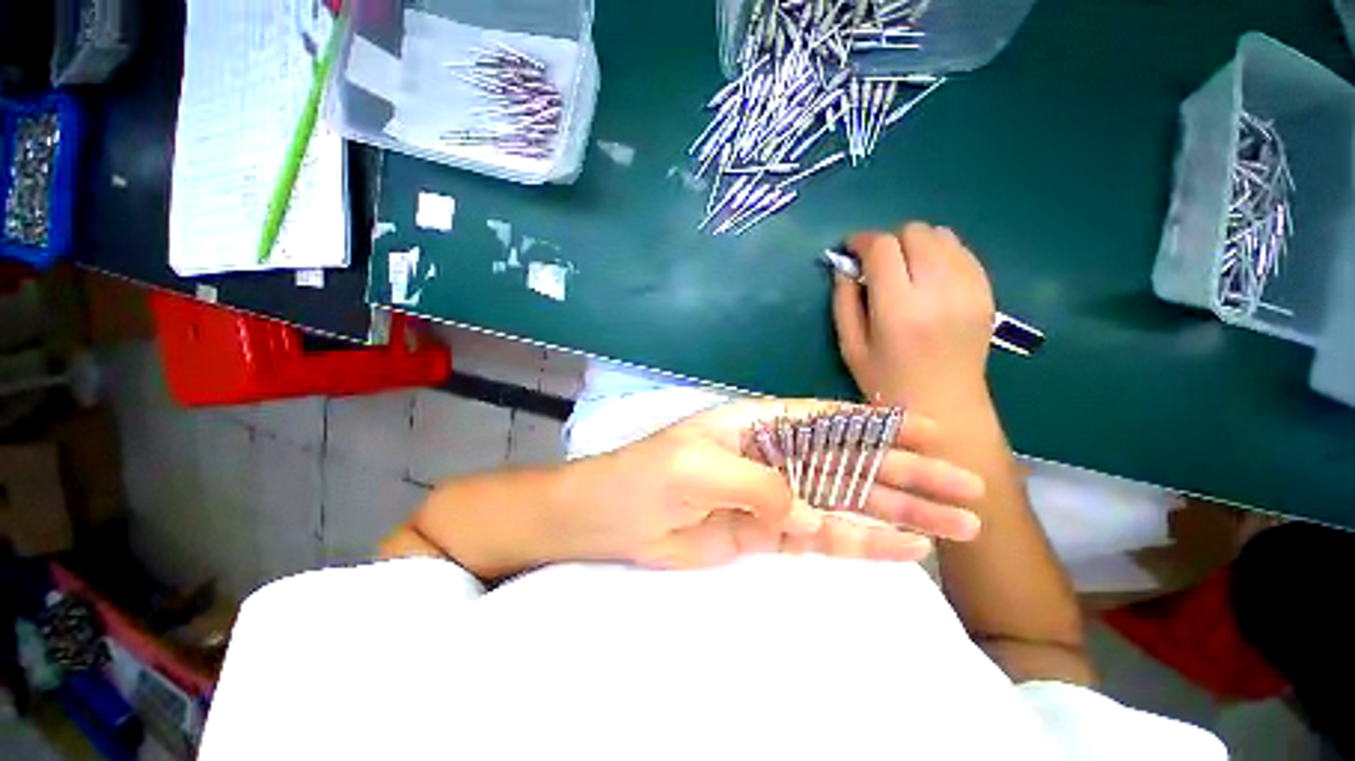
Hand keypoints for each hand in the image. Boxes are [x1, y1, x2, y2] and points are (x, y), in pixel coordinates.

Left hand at [558, 399, 983, 569]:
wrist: (616, 516)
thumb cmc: (650, 474)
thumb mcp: (700, 466)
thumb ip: (759, 485)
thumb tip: (811, 518)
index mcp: (762, 426)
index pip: (830, 420)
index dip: (880, 426)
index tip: (932, 432)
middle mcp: (778, 457)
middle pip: (852, 463)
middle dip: (907, 476)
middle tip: (966, 490)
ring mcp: (777, 498)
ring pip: (847, 503)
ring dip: (899, 514)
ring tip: (956, 526)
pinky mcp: (770, 534)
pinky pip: (823, 538)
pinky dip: (863, 543)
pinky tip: (904, 549)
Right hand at [833, 223, 995, 409]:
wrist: (945, 408)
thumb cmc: (886, 384)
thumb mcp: (851, 347)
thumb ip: (843, 302)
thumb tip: (843, 267)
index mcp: (899, 309)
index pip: (882, 248)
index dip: (861, 241)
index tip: (850, 249)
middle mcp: (939, 291)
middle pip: (915, 232)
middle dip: (889, 240)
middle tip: (876, 264)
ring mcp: (969, 290)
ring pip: (942, 235)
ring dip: (915, 244)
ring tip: (903, 269)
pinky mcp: (986, 293)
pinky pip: (963, 251)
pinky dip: (940, 253)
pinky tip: (928, 276)